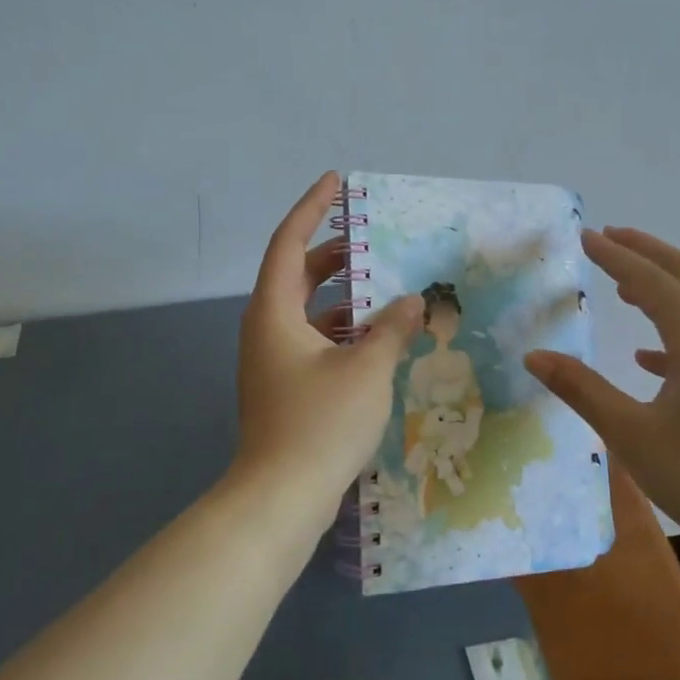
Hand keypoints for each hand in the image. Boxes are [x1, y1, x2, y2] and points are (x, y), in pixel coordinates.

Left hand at [232, 173, 421, 532]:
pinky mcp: (283, 387)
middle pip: (297, 275)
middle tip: (370, 238)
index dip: (312, 208)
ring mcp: (272, 361)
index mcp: (274, 312)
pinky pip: (313, 341)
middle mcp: (266, 329)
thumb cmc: (320, 423)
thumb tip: (413, 302)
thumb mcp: (366, 370)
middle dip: (333, 253)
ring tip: (385, 287)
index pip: (289, 243)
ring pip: (306, 311)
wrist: (280, 498)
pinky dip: (341, 331)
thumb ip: (392, 330)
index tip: (336, 182)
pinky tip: (377, 339)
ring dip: (342, 297)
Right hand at [523, 227, 679, 563]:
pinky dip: (677, 331)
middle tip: (609, 237)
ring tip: (625, 286)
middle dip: (645, 252)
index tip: (584, 236)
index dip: (614, 255)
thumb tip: (534, 356)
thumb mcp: (633, 435)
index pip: (650, 279)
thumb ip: (582, 390)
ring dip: (663, 286)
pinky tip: (650, 360)